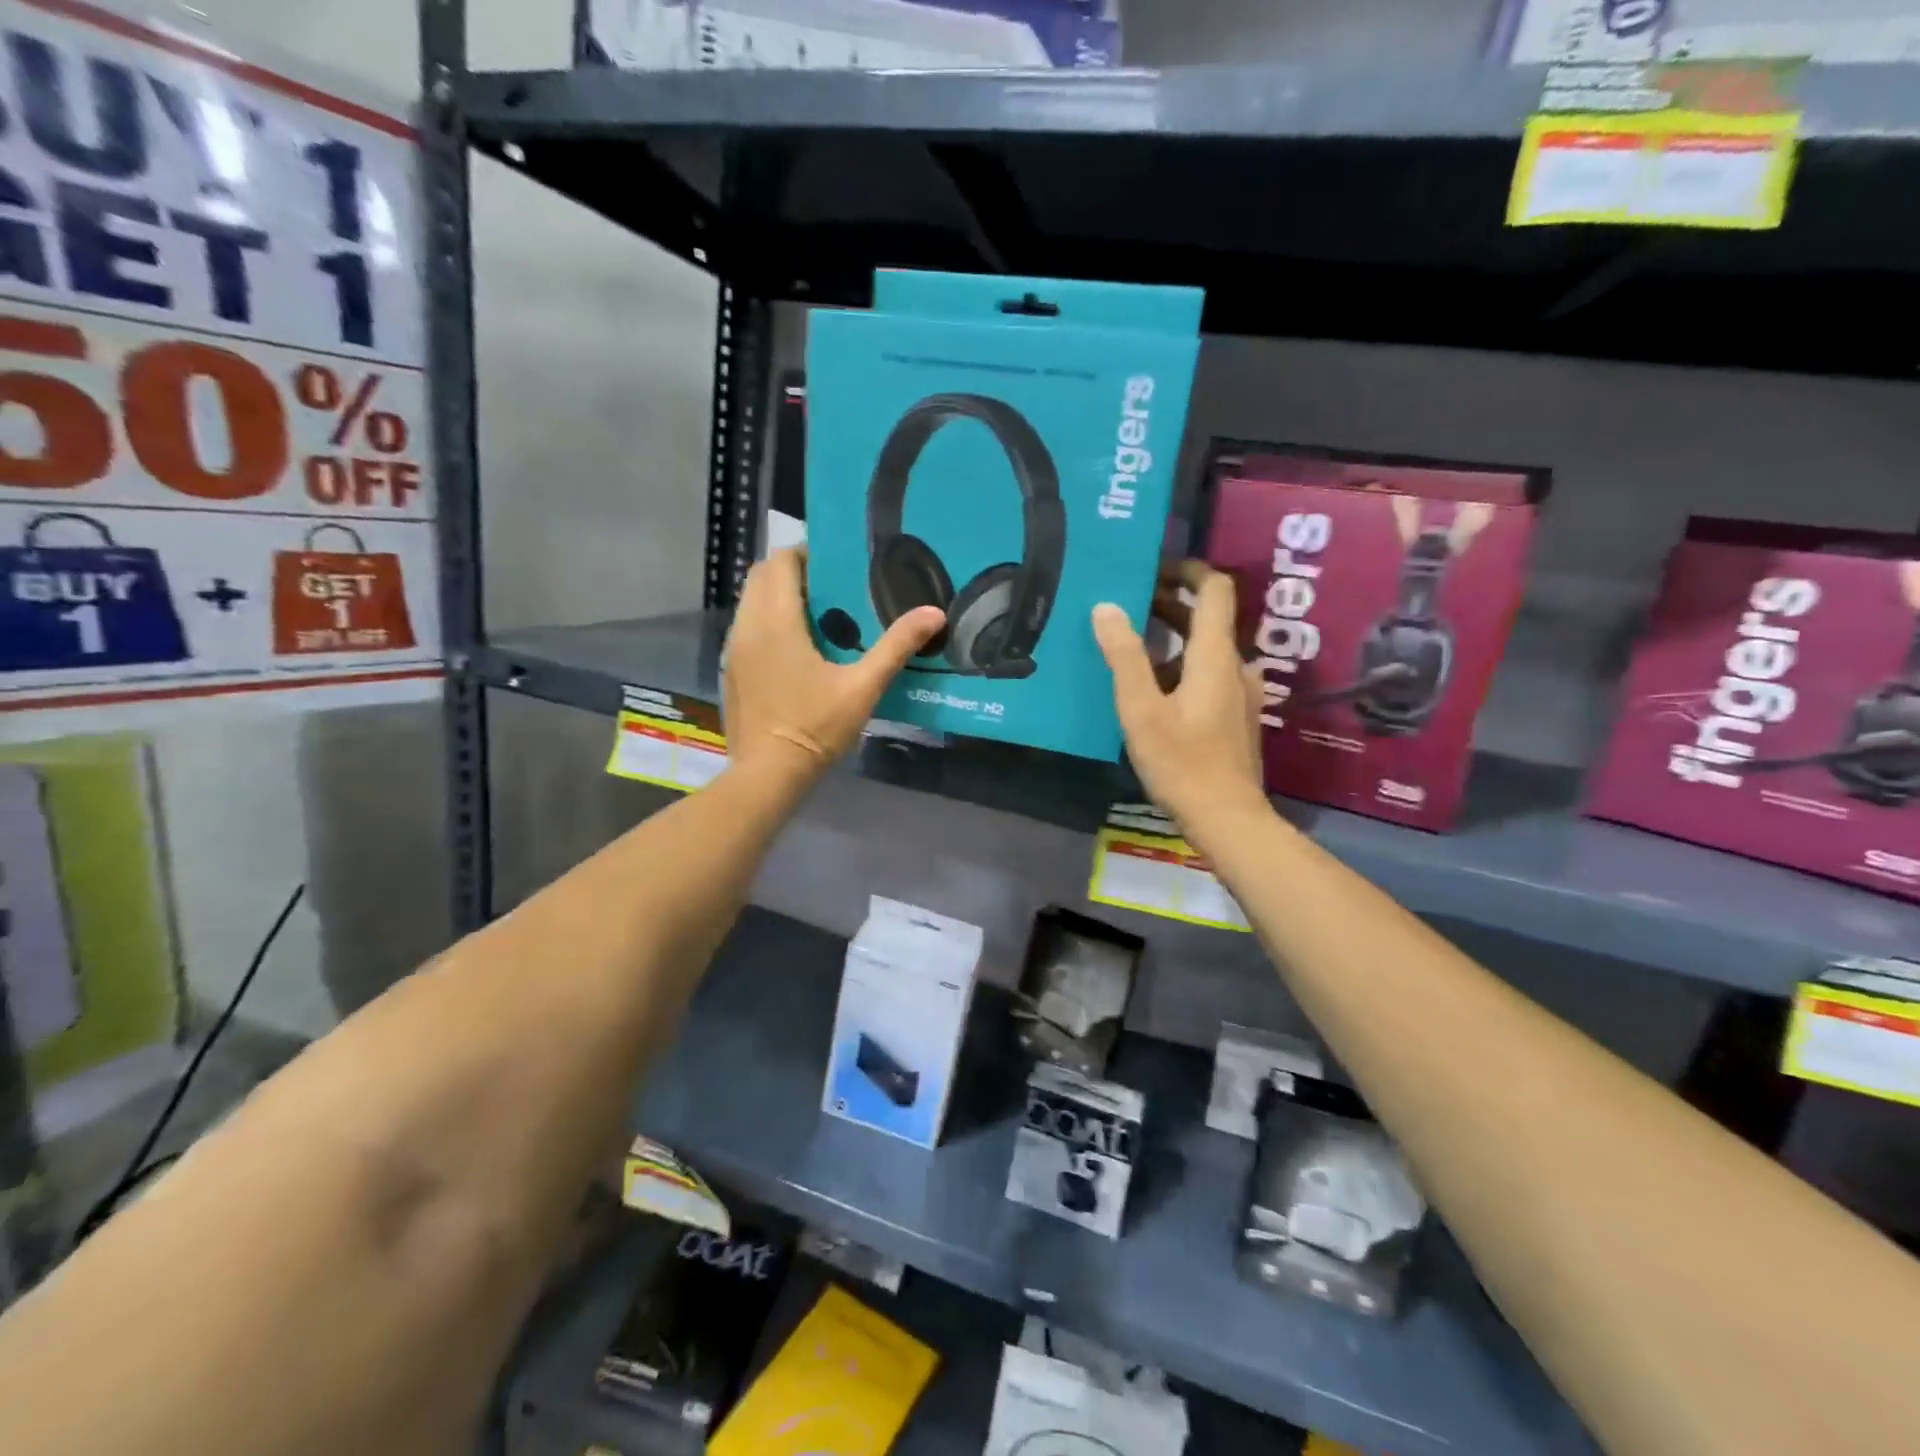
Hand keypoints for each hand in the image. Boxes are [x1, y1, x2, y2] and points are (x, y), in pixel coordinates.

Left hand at [724, 547, 944, 786]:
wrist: (768, 775)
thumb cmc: (815, 728)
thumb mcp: (863, 688)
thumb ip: (896, 647)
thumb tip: (935, 614)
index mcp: (776, 622)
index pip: (781, 562)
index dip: (807, 553)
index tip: (837, 565)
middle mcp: (747, 626)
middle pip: (762, 576)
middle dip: (793, 572)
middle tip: (832, 588)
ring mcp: (734, 650)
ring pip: (751, 602)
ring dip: (779, 597)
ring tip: (819, 614)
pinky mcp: (732, 670)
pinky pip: (747, 627)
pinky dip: (768, 622)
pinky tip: (798, 648)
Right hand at [1093, 562, 1265, 831]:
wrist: (1227, 818)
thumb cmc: (1182, 763)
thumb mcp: (1142, 710)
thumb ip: (1125, 657)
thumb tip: (1106, 608)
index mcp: (1215, 656)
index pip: (1215, 589)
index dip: (1188, 570)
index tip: (1153, 568)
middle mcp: (1234, 666)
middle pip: (1208, 618)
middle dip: (1170, 603)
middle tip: (1126, 604)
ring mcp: (1239, 693)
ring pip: (1206, 648)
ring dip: (1173, 637)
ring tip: (1130, 643)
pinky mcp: (1235, 716)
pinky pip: (1208, 674)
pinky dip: (1181, 665)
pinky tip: (1151, 687)